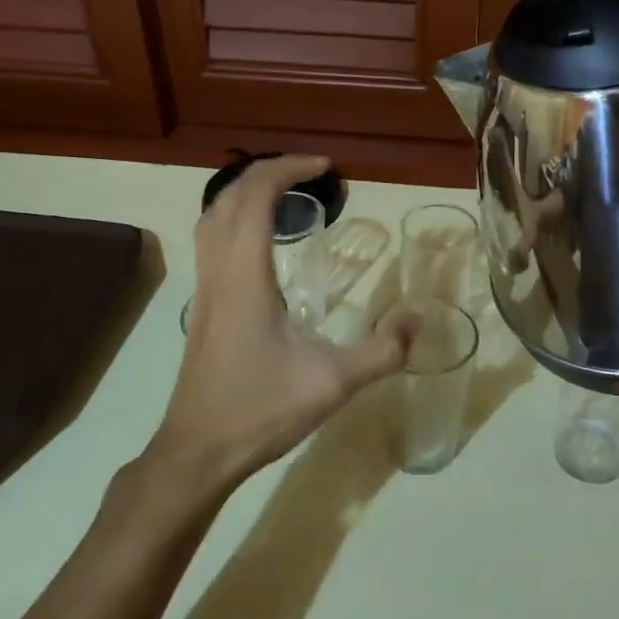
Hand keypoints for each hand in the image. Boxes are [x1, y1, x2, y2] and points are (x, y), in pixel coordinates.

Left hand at [150, 155, 416, 491]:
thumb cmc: (260, 410)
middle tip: (311, 173)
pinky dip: (235, 218)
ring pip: (212, 216)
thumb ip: (382, 351)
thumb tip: (421, 321)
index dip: (288, 169)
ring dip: (245, 192)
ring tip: (286, 195)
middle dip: (268, 171)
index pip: (257, 197)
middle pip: (229, 196)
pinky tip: (263, 242)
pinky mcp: (203, 306)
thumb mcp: (332, 382)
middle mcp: (219, 271)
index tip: (325, 167)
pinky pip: (211, 240)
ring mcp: (205, 288)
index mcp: (246, 275)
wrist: (198, 452)